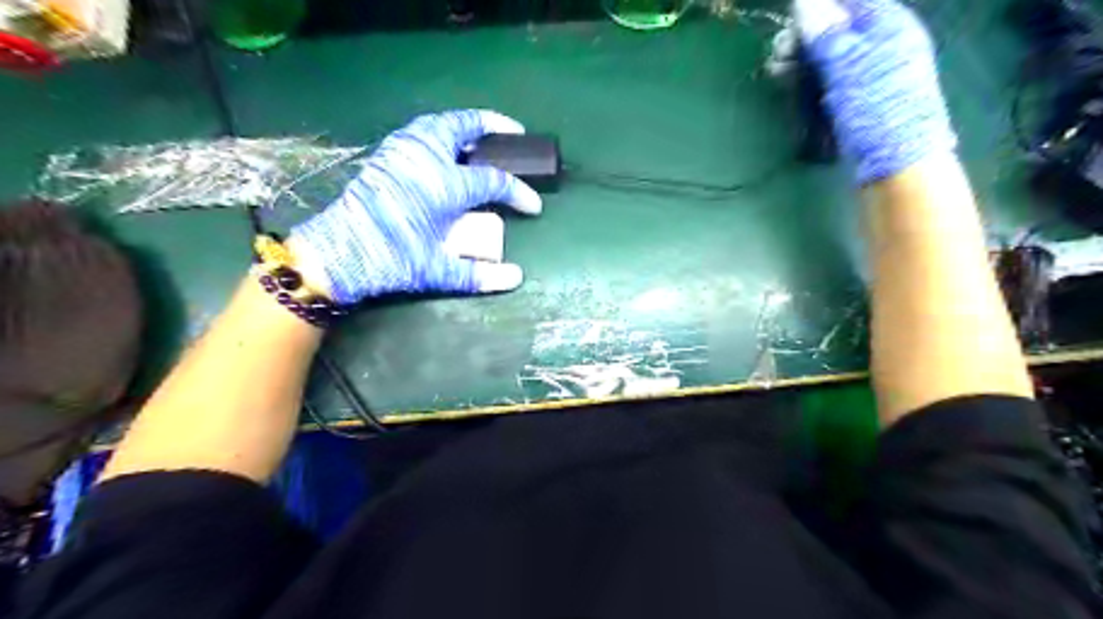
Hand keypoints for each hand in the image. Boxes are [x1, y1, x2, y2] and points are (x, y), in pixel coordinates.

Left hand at [285, 111, 540, 306]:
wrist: (340, 252)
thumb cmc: (393, 259)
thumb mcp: (439, 271)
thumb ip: (480, 274)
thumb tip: (517, 278)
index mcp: (446, 185)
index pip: (495, 181)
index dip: (520, 193)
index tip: (534, 206)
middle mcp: (427, 157)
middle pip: (466, 127)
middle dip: (495, 127)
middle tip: (514, 133)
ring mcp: (403, 150)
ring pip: (441, 123)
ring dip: (466, 125)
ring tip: (482, 137)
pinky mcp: (387, 154)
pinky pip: (421, 130)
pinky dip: (441, 131)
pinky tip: (446, 147)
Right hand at [794, 0, 957, 184]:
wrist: (895, 167)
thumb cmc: (877, 111)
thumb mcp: (849, 67)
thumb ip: (827, 33)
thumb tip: (804, 0)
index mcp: (889, 28)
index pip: (851, 2)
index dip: (818, 8)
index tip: (789, 23)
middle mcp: (880, 47)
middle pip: (836, 30)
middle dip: (803, 37)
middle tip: (776, 54)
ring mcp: (868, 77)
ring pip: (829, 58)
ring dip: (801, 61)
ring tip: (776, 72)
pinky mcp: (856, 102)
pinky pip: (829, 81)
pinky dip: (808, 81)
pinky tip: (789, 86)